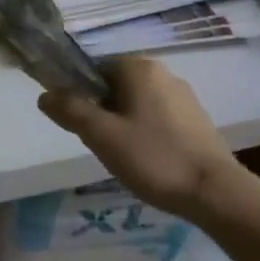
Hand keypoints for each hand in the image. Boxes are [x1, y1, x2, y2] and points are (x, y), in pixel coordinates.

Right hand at [38, 56, 259, 220]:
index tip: (77, 122)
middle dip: (101, 110)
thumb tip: (44, 95)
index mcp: (138, 68)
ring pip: (136, 103)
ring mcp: (183, 96)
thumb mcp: (102, 135)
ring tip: (122, 155)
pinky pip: (157, 117)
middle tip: (98, 142)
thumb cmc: (154, 158)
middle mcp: (163, 73)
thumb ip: (70, 110)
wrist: (215, 192)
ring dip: (122, 123)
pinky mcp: (196, 119)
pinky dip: (144, 132)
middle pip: (114, 85)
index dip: (78, 91)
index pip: (94, 67)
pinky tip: (147, 159)